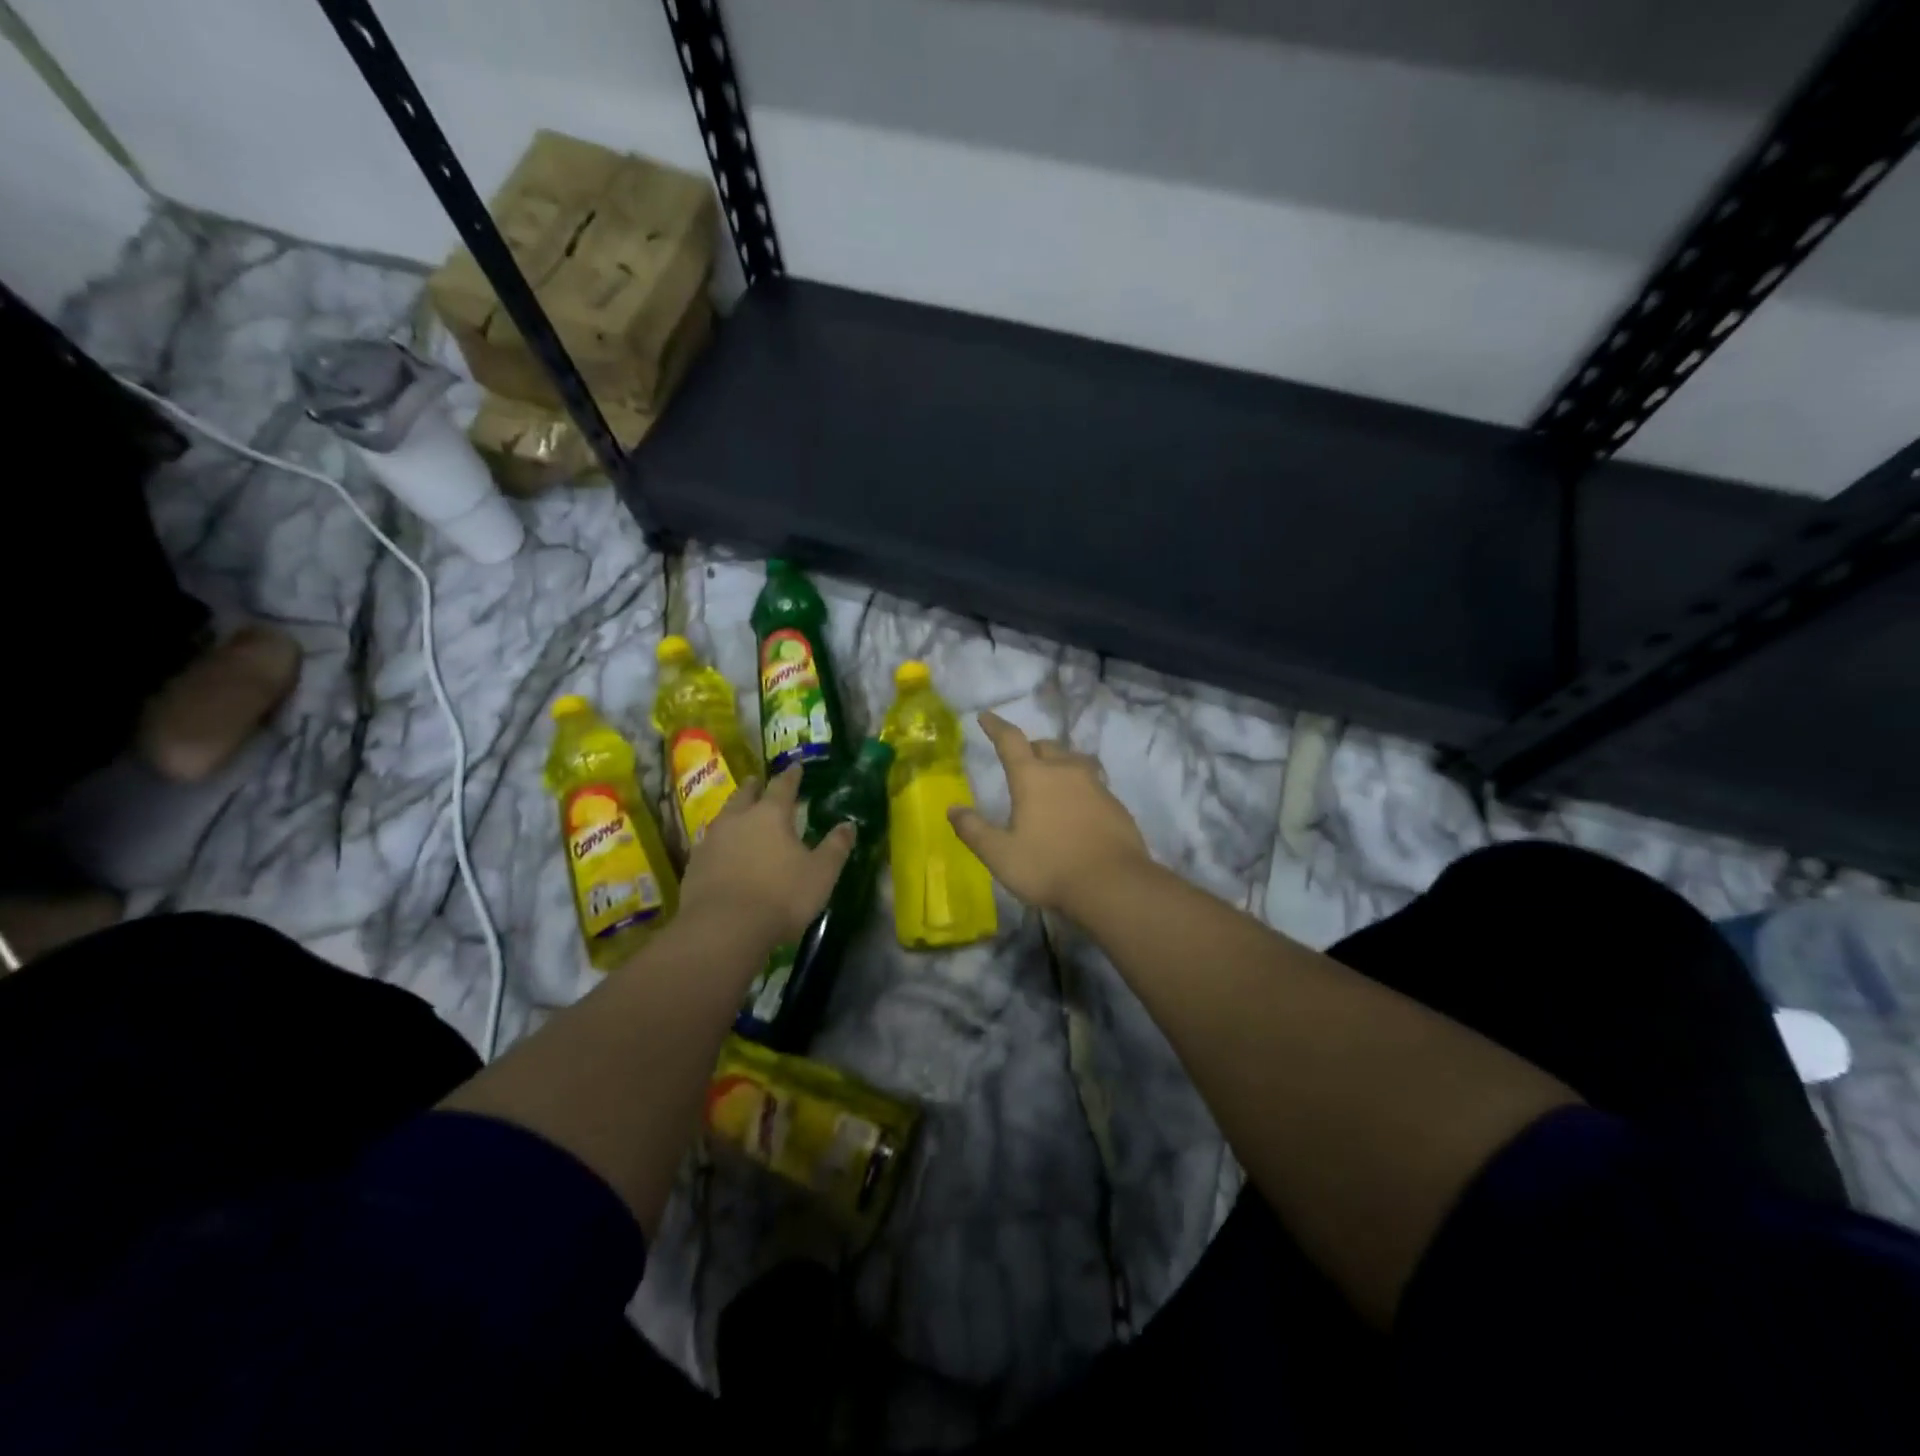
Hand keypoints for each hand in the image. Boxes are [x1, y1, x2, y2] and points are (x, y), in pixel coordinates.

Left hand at [679, 767, 854, 946]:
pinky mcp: (694, 865)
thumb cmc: (780, 896)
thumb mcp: (821, 873)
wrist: (723, 929)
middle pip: (746, 795)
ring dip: (733, 811)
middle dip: (754, 787)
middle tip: (757, 781)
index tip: (795, 767)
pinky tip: (722, 850)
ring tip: (738, 812)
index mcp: (771, 815)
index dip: (791, 776)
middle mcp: (738, 819)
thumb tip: (849, 825)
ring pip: (723, 816)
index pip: (783, 786)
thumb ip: (835, 847)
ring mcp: (712, 841)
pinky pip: (709, 843)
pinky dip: (720, 841)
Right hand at [949, 712, 1152, 916]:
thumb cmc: (1049, 867)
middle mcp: (1065, 771)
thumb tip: (952, 809)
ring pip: (1073, 761)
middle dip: (1030, 748)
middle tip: (1021, 760)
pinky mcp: (1115, 803)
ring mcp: (1095, 784)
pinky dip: (1079, 786)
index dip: (996, 726)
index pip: (1010, 740)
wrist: (1113, 885)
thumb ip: (974, 830)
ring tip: (1052, 778)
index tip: (986, 716)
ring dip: (1059, 763)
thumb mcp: (1000, 855)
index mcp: (1033, 777)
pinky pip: (1093, 782)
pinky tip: (1078, 806)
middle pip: (1046, 746)